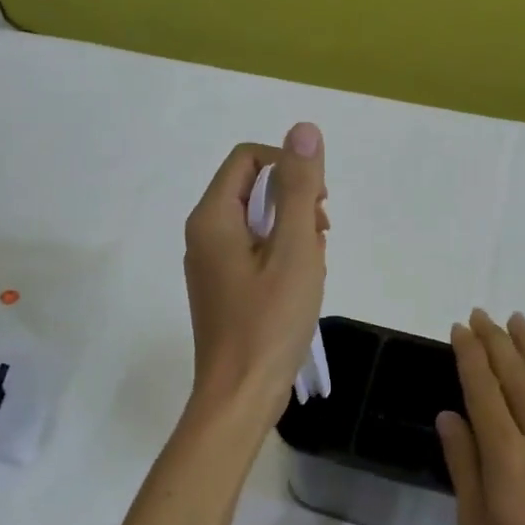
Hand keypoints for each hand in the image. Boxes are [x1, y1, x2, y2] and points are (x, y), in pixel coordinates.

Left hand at [183, 124, 327, 424]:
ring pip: (257, 222)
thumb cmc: (270, 322)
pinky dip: (281, 256)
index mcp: (212, 218)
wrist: (240, 395)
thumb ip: (299, 188)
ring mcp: (210, 264)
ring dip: (292, 232)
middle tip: (321, 237)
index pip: (248, 159)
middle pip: (252, 189)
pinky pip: (254, 252)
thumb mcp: (295, 249)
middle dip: (294, 203)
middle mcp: (203, 234)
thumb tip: (303, 129)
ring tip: (314, 266)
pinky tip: (301, 285)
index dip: (289, 168)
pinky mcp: (222, 288)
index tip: (318, 204)